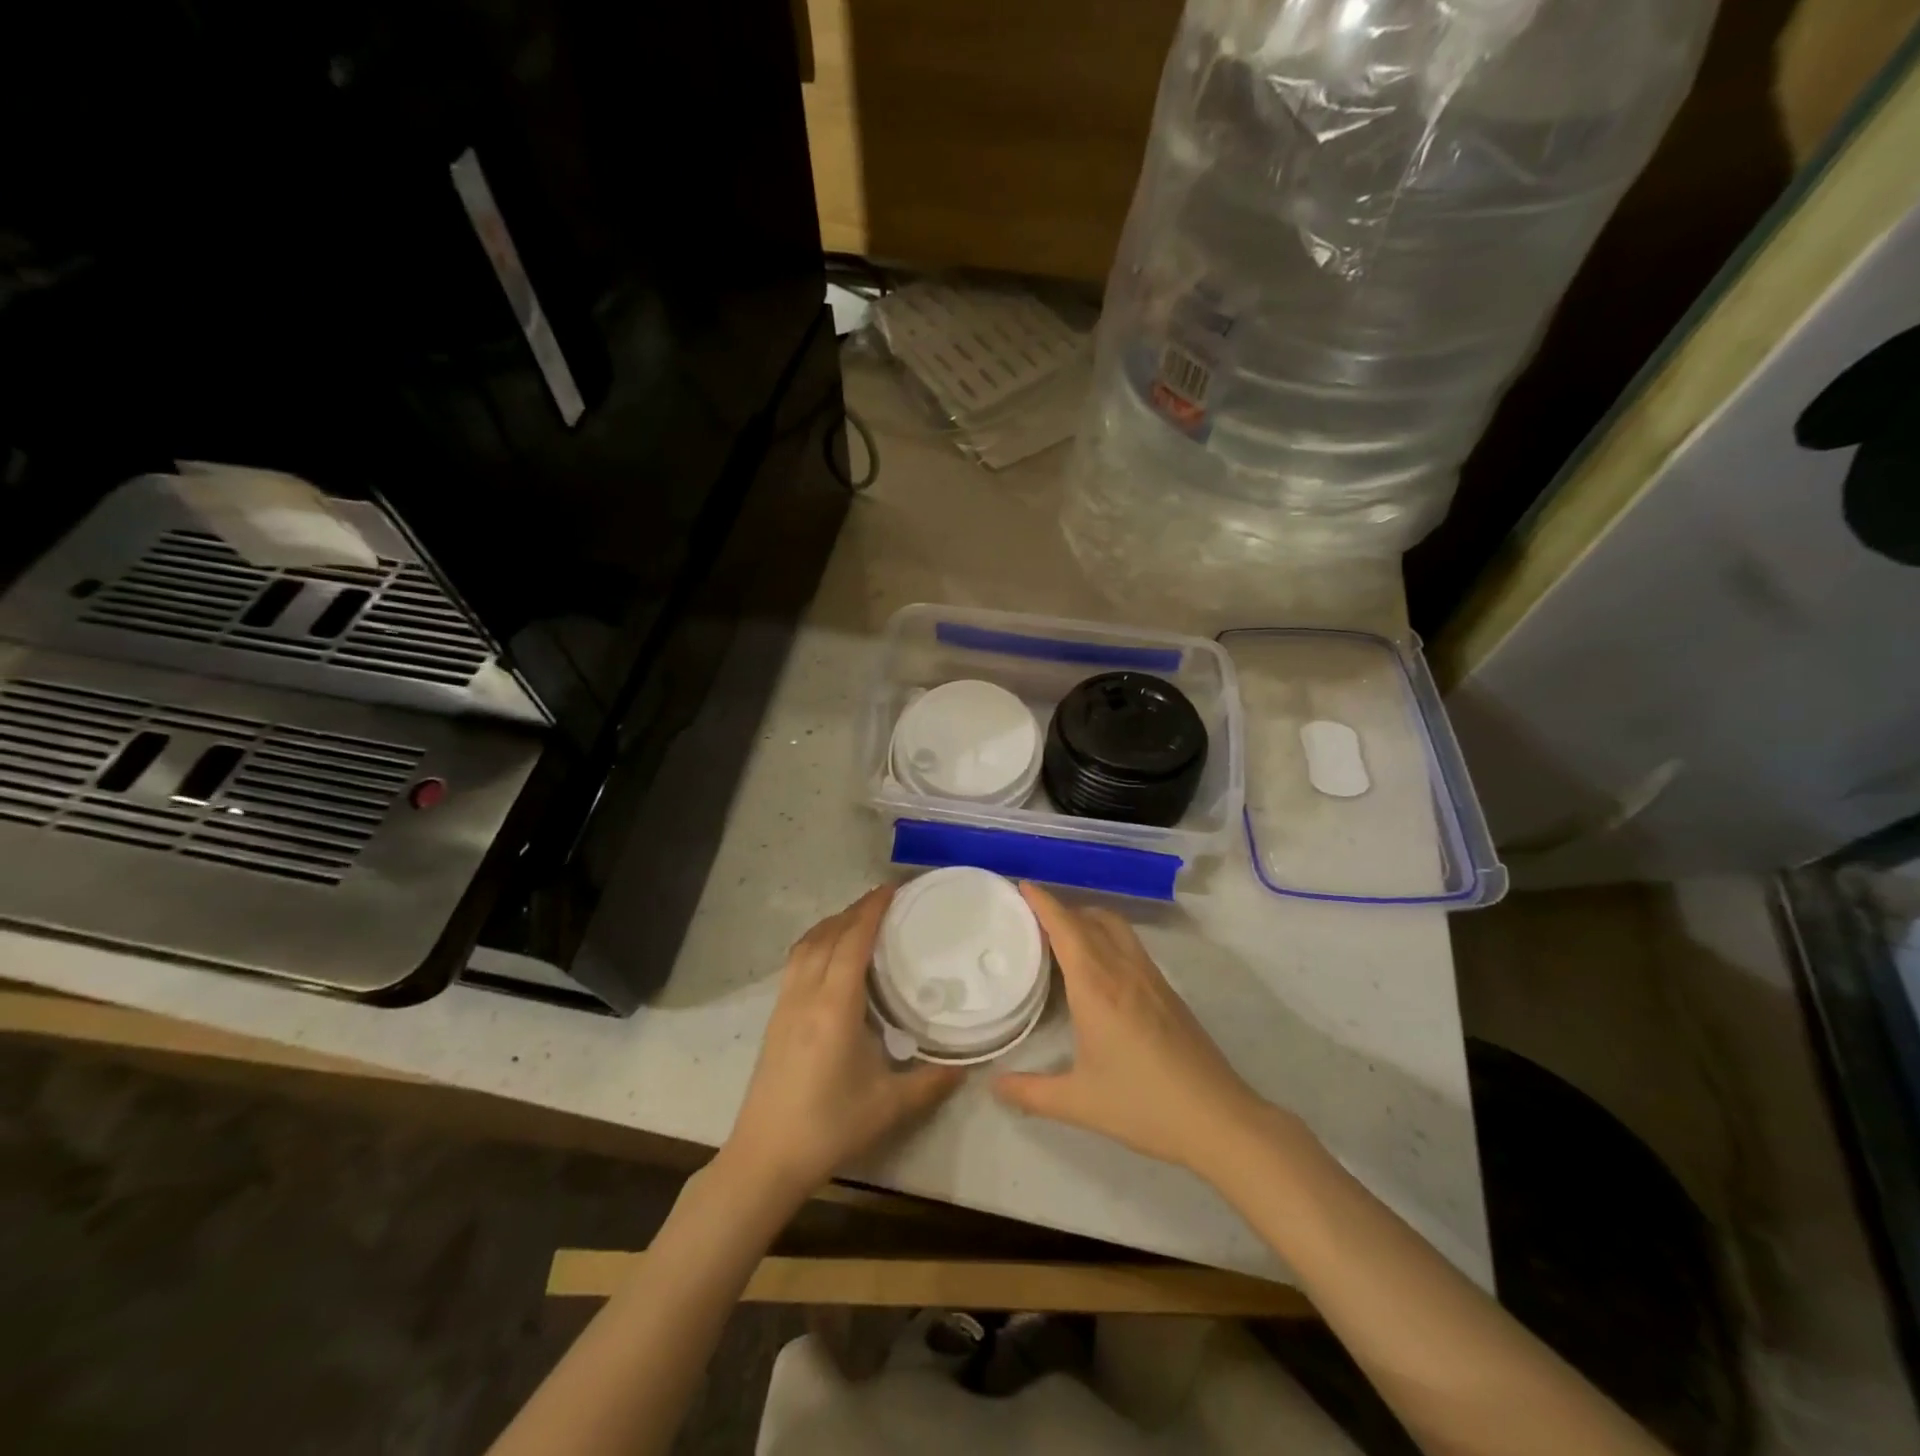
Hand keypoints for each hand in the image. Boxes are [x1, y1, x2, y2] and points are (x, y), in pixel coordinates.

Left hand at [719, 887, 961, 1208]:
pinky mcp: (775, 1018)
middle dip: (855, 910)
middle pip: (828, 935)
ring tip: (858, 919)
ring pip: (806, 945)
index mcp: (835, 1006)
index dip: (872, 910)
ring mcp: (785, 1004)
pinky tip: (830, 955)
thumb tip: (968, 1064)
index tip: (893, 889)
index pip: (853, 941)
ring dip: (832, 923)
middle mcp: (806, 994)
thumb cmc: (830, 1127)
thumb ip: (932, 1081)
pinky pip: (796, 962)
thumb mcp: (890, 1106)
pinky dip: (816, 943)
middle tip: (885, 900)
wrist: (765, 1158)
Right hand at [994, 883, 1270, 1177]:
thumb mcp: (1078, 1103)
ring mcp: (1150, 977)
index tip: (1021, 885)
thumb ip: (1030, 1093)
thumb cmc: (1142, 1105)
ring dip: (1088, 919)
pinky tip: (1099, 971)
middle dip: (1062, 909)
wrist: (1217, 1118)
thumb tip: (994, 1086)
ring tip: (1064, 938)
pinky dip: (1108, 938)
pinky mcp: (1168, 990)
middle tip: (1032, 919)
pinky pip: (1131, 945)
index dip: (1043, 902)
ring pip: (1116, 927)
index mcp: (1096, 985)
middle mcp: (1123, 969)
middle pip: (1091, 918)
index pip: (1065, 927)